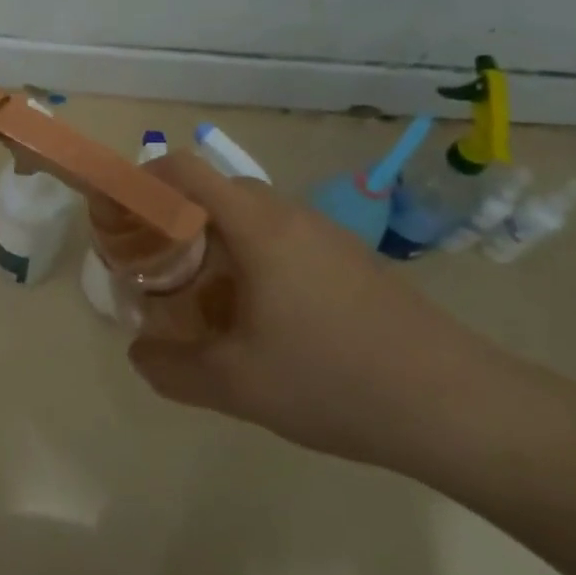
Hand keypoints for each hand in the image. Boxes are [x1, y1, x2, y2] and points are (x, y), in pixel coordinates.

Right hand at [127, 153, 496, 470]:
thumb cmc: (334, 380)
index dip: (143, 181)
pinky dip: (251, 262)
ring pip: (250, 219)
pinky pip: (282, 241)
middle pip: (214, 193)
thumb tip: (139, 352)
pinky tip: (259, 321)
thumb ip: (171, 367)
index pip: (186, 170)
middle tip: (155, 269)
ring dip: (215, 245)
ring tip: (203, 302)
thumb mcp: (236, 385)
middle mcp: (289, 215)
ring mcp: (325, 235)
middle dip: (175, 222)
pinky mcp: (349, 259)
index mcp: (257, 225)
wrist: (457, 405)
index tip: (118, 215)